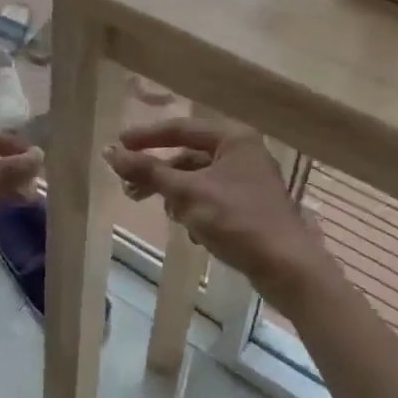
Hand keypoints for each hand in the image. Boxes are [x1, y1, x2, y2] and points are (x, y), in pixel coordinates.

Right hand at [105, 119, 336, 314]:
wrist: (287, 268)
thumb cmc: (237, 220)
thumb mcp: (188, 193)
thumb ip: (148, 171)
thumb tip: (110, 152)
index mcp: (232, 137)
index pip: (180, 129)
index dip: (146, 138)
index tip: (117, 147)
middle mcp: (242, 151)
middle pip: (187, 156)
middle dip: (160, 175)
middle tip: (129, 190)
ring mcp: (248, 180)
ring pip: (198, 180)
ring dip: (178, 196)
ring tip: (169, 215)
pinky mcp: (249, 206)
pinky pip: (211, 199)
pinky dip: (197, 211)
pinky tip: (196, 233)